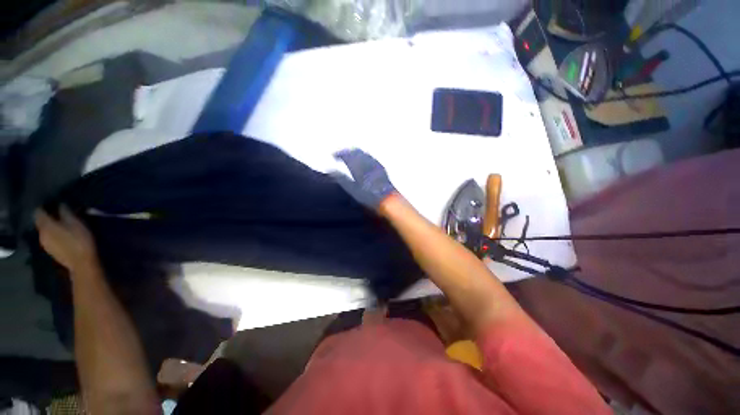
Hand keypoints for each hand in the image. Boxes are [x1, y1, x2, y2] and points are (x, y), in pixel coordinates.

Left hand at [34, 206, 98, 273]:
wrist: (82, 263)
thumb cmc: (80, 240)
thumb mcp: (76, 223)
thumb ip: (65, 212)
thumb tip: (60, 204)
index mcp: (45, 225)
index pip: (38, 211)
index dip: (45, 206)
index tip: (53, 203)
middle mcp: (41, 234)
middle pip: (41, 222)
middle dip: (49, 217)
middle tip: (61, 214)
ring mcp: (45, 244)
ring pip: (46, 231)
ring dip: (52, 227)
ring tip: (64, 225)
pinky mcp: (51, 251)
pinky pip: (49, 239)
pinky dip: (55, 235)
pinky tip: (64, 236)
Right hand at [333, 149, 396, 209]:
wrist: (388, 199)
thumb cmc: (369, 196)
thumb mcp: (352, 189)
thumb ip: (341, 178)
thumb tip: (331, 170)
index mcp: (358, 165)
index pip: (346, 154)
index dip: (339, 154)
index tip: (334, 155)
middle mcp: (367, 161)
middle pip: (355, 151)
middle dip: (346, 151)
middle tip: (340, 154)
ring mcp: (375, 163)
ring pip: (363, 153)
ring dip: (355, 152)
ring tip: (349, 156)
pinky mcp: (381, 167)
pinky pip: (370, 157)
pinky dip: (363, 156)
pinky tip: (363, 160)